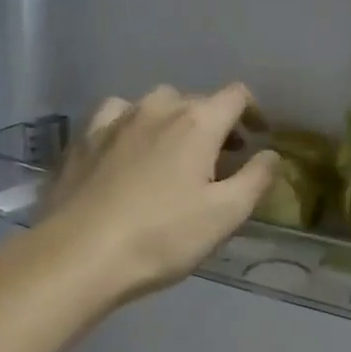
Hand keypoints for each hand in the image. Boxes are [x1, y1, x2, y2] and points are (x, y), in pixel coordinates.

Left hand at [30, 83, 279, 309]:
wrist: (78, 256)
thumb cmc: (161, 236)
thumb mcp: (225, 215)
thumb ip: (256, 179)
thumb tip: (271, 153)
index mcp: (198, 122)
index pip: (236, 95)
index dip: (253, 111)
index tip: (256, 138)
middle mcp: (158, 108)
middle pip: (197, 100)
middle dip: (215, 123)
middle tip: (220, 160)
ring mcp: (117, 120)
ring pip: (155, 103)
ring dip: (173, 119)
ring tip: (174, 151)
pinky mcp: (84, 139)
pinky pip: (116, 114)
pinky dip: (131, 123)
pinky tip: (127, 146)